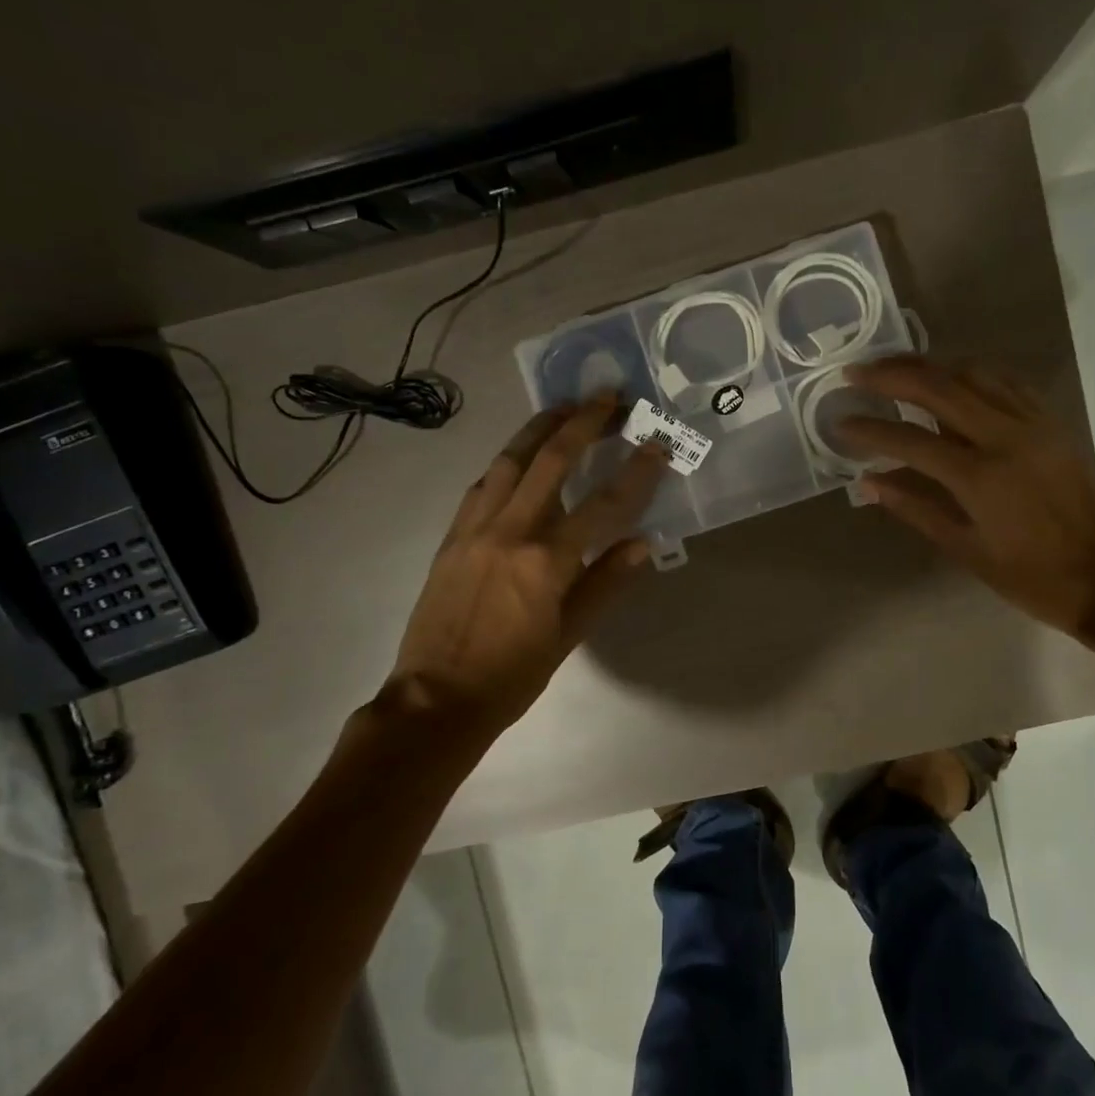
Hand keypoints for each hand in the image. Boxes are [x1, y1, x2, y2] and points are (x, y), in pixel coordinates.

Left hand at [384, 393, 668, 731]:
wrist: (435, 700)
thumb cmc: (512, 676)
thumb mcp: (569, 636)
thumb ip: (606, 584)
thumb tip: (643, 544)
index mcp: (546, 561)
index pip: (604, 504)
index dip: (637, 471)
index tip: (658, 443)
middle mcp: (510, 531)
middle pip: (551, 459)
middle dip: (584, 422)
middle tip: (609, 395)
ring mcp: (475, 528)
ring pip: (510, 460)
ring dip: (541, 428)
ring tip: (565, 407)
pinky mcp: (452, 536)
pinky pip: (483, 484)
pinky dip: (508, 461)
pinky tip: (520, 455)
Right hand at [840, 356, 1094, 636]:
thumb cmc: (1035, 578)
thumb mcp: (967, 551)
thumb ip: (916, 509)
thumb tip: (869, 481)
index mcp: (980, 476)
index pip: (909, 439)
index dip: (869, 429)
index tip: (839, 422)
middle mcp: (1006, 436)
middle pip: (940, 386)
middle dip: (892, 374)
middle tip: (856, 371)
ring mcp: (1034, 425)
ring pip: (974, 373)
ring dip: (930, 365)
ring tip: (896, 368)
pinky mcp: (1053, 424)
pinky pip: (1006, 383)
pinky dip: (970, 374)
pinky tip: (952, 379)